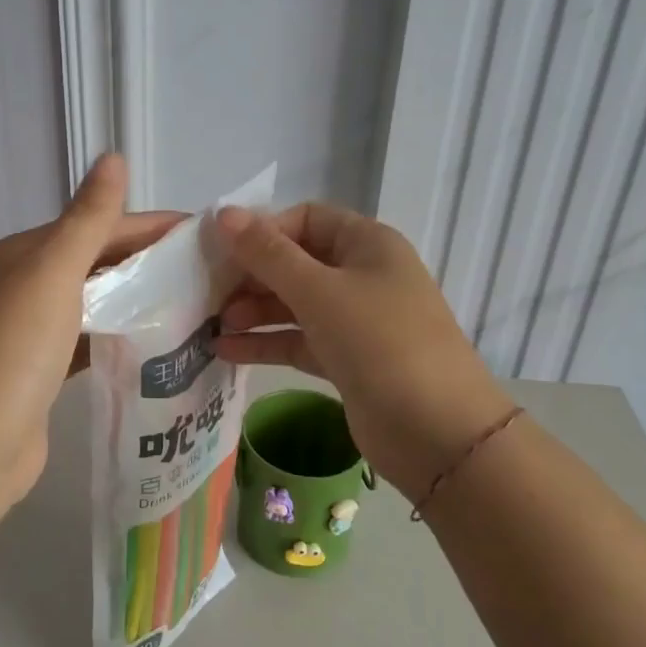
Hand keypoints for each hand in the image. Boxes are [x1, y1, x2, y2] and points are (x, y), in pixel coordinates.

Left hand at [0, 154, 180, 515]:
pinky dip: (117, 335)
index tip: (205, 233)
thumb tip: (113, 156)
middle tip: (208, 271)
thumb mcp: (54, 272)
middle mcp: (21, 286)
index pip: (96, 226)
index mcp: (21, 254)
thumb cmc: (15, 349)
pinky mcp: (41, 372)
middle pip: (95, 262)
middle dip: (147, 262)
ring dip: (135, 299)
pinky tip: (154, 341)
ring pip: (92, 302)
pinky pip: (88, 340)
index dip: (150, 226)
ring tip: (192, 302)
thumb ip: (89, 218)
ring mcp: (29, 332)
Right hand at [213, 203, 512, 498]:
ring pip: (294, 304)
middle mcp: (362, 275)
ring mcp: (355, 320)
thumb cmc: (380, 343)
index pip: (305, 219)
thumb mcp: (319, 292)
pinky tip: (225, 351)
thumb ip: (268, 254)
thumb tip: (222, 213)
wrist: (438, 433)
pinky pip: (298, 341)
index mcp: (367, 244)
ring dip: (253, 311)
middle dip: (252, 276)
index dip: (262, 230)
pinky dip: (266, 343)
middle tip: (207, 292)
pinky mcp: (346, 360)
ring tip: (211, 325)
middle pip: (296, 262)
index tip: (219, 251)